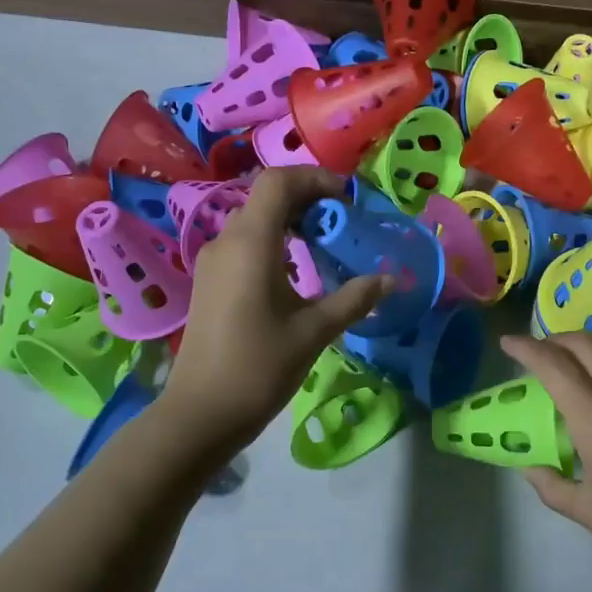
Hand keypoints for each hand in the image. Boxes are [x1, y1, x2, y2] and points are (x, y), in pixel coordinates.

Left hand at [163, 168, 387, 451]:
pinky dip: (275, 241)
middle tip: (345, 221)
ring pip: (255, 220)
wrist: (201, 413)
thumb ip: (354, 299)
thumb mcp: (314, 331)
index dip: (315, 178)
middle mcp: (226, 241)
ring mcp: (213, 262)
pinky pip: (245, 244)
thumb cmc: (259, 368)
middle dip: (309, 199)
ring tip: (326, 243)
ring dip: (291, 220)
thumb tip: (391, 279)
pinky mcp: (210, 282)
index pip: (278, 181)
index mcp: (251, 243)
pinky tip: (297, 271)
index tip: (347, 199)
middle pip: (267, 197)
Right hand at [500, 333, 591, 591]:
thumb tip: (531, 468)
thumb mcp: (587, 511)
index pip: (553, 364)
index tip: (507, 343)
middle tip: (537, 350)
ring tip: (572, 358)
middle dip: (555, 339)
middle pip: (586, 343)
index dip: (526, 348)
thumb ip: (552, 485)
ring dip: (588, 343)